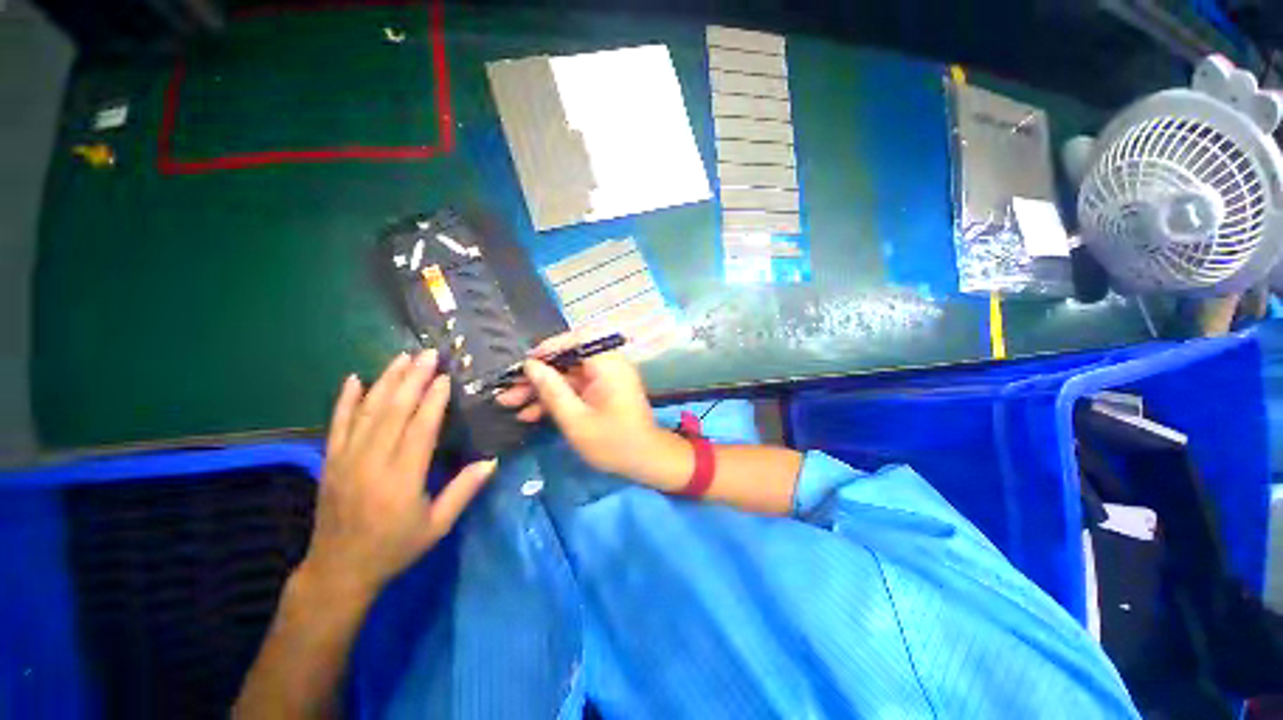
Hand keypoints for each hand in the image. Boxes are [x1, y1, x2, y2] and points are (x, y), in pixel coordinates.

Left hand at [302, 351, 496, 599]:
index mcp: (401, 480)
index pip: (419, 429)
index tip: (445, 377)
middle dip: (412, 379)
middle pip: (393, 412)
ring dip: (385, 381)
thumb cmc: (395, 548)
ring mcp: (345, 460)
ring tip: (401, 357)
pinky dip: (345, 400)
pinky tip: (354, 379)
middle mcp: (371, 464)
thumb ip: (464, 491)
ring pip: (367, 412)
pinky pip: (337, 424)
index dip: (433, 401)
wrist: (339, 571)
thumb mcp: (437, 526)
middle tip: (427, 354)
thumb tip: (491, 461)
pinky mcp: (330, 462)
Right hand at [495, 333, 671, 479]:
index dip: (549, 347)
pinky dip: (557, 398)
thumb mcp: (576, 420)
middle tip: (508, 391)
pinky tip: (531, 414)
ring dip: (542, 390)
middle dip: (537, 376)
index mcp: (608, 365)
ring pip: (568, 376)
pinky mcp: (603, 391)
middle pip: (568, 360)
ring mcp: (606, 379)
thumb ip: (552, 390)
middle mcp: (608, 365)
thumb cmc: (613, 443)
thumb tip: (530, 365)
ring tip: (511, 405)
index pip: (577, 340)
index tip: (525, 364)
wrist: (645, 461)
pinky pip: (576, 388)